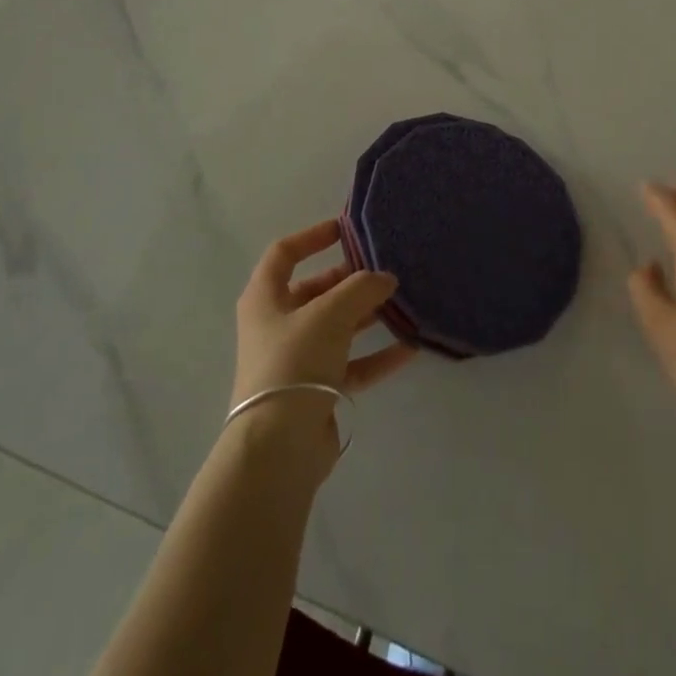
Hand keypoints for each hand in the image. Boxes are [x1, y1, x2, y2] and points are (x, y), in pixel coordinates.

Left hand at [231, 220, 416, 475]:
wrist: (279, 446)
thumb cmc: (295, 362)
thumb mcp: (330, 313)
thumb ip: (361, 288)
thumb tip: (385, 278)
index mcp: (265, 298)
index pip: (284, 254)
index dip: (313, 236)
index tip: (346, 229)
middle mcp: (277, 325)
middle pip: (316, 291)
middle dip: (351, 280)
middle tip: (386, 270)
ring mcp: (296, 359)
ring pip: (337, 327)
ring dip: (368, 316)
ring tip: (403, 304)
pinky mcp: (316, 390)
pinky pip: (351, 364)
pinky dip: (377, 356)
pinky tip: (410, 348)